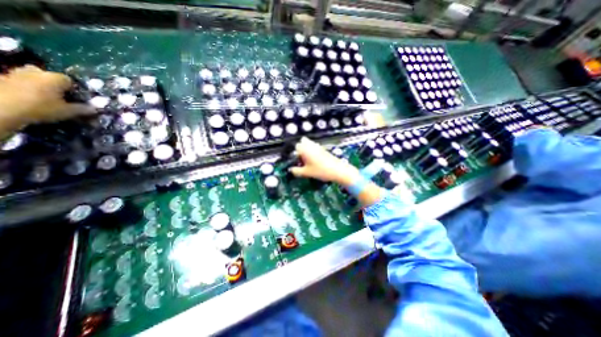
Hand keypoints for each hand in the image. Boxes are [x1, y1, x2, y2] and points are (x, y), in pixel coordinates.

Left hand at [0, 65, 93, 132]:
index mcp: (55, 77)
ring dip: (37, 85)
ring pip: (32, 78)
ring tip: (43, 98)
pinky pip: (17, 82)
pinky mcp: (1, 79)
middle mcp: (36, 71)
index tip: (76, 99)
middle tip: (58, 97)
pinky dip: (22, 88)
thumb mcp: (69, 111)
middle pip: (48, 76)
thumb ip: (83, 109)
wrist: (2, 108)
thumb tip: (95, 109)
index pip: (71, 81)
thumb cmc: (41, 108)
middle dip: (53, 84)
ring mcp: (15, 74)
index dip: (75, 90)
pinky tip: (26, 98)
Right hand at [287, 137, 357, 185]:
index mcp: (305, 149)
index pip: (296, 146)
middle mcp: (311, 145)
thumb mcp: (306, 173)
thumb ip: (296, 171)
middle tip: (301, 160)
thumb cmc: (321, 170)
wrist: (338, 170)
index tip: (296, 161)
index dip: (294, 154)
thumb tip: (291, 170)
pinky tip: (315, 162)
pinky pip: (315, 148)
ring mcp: (318, 146)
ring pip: (309, 145)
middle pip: (302, 142)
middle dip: (300, 149)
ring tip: (308, 162)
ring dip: (306, 151)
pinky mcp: (324, 149)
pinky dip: (312, 152)